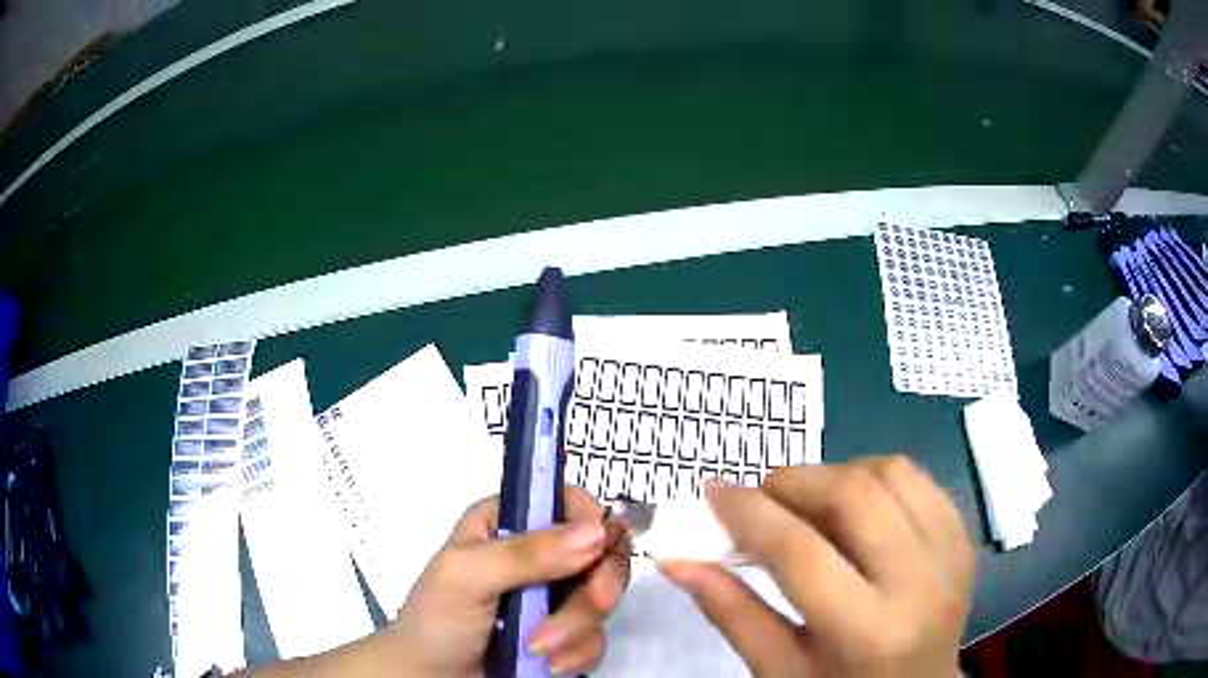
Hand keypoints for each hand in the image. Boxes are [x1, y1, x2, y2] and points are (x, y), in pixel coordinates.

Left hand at [387, 487, 630, 676]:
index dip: (592, 521)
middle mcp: (537, 554)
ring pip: (601, 597)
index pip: (567, 502)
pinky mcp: (565, 634)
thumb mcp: (466, 578)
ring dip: (577, 627)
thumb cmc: (435, 621)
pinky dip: (577, 652)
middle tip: (594, 605)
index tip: (600, 550)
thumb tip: (595, 531)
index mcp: (507, 522)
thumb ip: (525, 554)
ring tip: (538, 648)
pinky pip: (596, 636)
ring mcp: (553, 597)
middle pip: (600, 551)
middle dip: (597, 585)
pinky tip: (548, 664)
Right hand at [660, 456, 973, 677]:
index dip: (750, 514)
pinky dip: (875, 477)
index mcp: (869, 632)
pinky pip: (918, 479)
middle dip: (795, 482)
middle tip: (761, 497)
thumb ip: (730, 612)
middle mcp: (921, 583)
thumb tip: (677, 560)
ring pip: (890, 473)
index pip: (801, 553)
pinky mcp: (963, 537)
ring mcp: (951, 553)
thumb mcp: (779, 669)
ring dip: (837, 474)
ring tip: (808, 502)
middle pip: (854, 496)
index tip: (714, 493)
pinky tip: (854, 505)